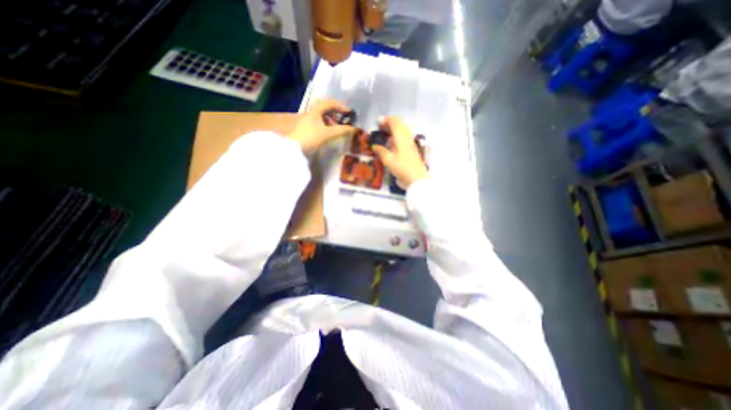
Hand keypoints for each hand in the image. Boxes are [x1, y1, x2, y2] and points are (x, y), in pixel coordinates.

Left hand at [287, 99, 355, 153]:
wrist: (294, 148)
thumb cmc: (311, 137)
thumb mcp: (328, 133)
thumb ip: (342, 130)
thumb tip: (355, 129)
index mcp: (316, 111)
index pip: (330, 103)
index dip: (341, 106)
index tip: (350, 113)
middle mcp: (311, 113)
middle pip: (326, 109)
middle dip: (337, 113)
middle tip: (345, 119)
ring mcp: (308, 121)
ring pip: (322, 117)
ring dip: (332, 120)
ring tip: (338, 128)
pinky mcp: (307, 129)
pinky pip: (319, 123)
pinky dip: (327, 126)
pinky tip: (329, 134)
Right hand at [372, 115, 428, 187]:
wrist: (416, 179)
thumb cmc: (401, 168)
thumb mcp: (388, 160)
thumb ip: (381, 151)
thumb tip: (374, 146)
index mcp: (401, 137)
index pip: (395, 122)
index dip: (386, 120)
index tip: (377, 122)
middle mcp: (407, 137)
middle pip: (400, 124)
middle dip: (390, 123)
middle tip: (380, 127)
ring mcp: (411, 143)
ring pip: (403, 130)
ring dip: (394, 129)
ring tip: (385, 134)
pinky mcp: (412, 149)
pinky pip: (404, 137)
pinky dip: (397, 136)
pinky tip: (392, 143)